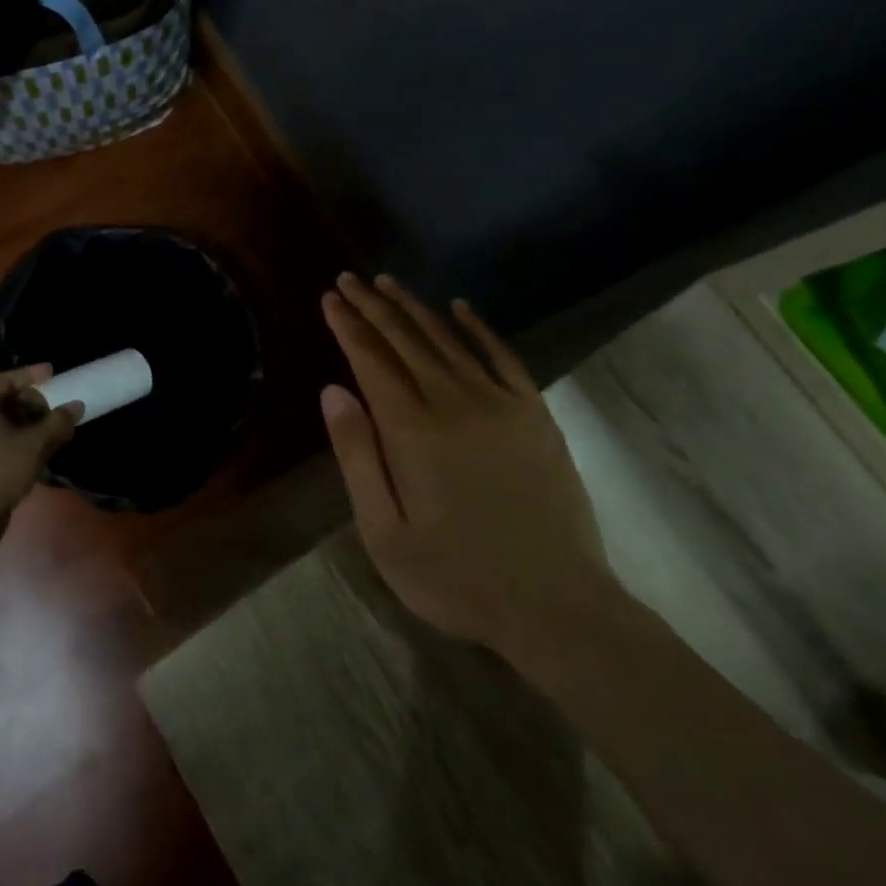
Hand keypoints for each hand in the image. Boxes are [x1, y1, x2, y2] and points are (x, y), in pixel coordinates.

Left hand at [0, 366, 83, 534]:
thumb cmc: (1, 469)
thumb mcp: (34, 443)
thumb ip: (57, 422)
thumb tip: (77, 405)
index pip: (6, 380)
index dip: (29, 374)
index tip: (52, 375)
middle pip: (10, 401)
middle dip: (38, 402)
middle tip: (60, 407)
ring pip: (13, 424)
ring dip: (37, 423)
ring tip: (61, 429)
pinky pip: (13, 441)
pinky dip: (31, 440)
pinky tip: (49, 450)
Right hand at [320, 274, 607, 653]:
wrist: (555, 606)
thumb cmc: (456, 578)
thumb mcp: (384, 532)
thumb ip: (357, 455)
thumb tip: (333, 391)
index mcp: (412, 430)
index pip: (371, 360)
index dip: (348, 325)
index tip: (329, 298)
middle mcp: (454, 402)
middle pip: (405, 340)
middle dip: (373, 306)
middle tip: (349, 280)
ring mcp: (501, 404)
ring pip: (448, 340)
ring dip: (414, 308)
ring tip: (388, 283)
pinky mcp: (535, 415)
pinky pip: (502, 357)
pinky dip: (479, 329)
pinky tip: (461, 308)